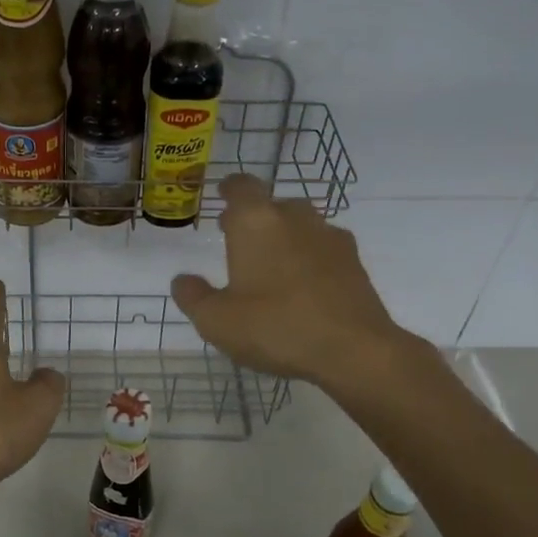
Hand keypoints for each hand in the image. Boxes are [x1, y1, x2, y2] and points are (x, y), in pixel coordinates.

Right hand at [171, 175, 415, 388]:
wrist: (354, 350)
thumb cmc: (276, 327)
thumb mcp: (217, 321)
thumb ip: (194, 297)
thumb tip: (183, 280)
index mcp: (256, 222)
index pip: (242, 186)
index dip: (230, 188)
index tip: (223, 194)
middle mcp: (295, 218)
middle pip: (273, 205)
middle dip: (254, 218)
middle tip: (238, 240)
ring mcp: (330, 238)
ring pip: (301, 225)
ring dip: (284, 237)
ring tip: (271, 266)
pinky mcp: (354, 262)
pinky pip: (323, 249)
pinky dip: (309, 258)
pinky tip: (302, 286)